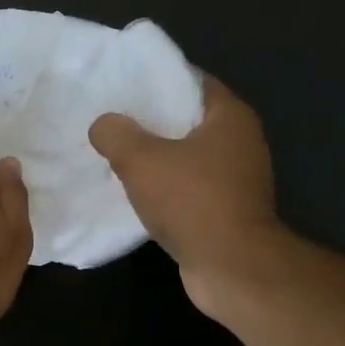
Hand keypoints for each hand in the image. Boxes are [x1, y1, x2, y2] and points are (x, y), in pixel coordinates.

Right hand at [89, 75, 283, 310]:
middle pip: (188, 118)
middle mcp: (240, 141)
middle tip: (111, 117)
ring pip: (186, 154)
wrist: (231, 267)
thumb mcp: (140, 160)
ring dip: (156, 154)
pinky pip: (188, 184)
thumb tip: (104, 124)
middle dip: (151, 118)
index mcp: (229, 117)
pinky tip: (133, 189)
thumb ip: (116, 134)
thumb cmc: (192, 201)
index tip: (123, 83)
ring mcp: (236, 178)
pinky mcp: (226, 208)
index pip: (192, 81)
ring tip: (115, 152)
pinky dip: (163, 184)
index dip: (157, 79)